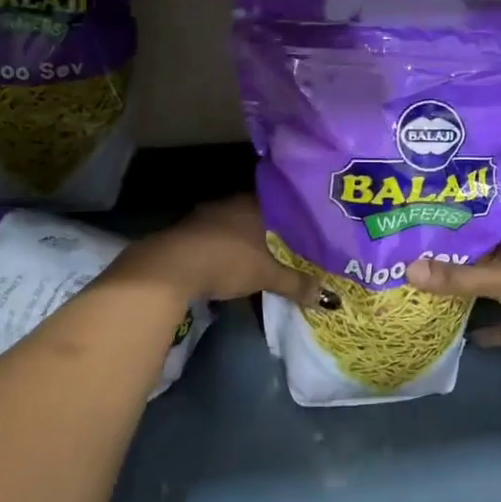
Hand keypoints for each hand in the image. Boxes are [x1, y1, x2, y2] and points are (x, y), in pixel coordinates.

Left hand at [122, 196, 321, 306]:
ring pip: (235, 225)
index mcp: (253, 204)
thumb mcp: (267, 275)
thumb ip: (296, 284)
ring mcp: (206, 216)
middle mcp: (230, 203)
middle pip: (257, 214)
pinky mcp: (187, 233)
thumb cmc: (227, 260)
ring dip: (246, 240)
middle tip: (289, 246)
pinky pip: (217, 237)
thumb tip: (329, 298)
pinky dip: (227, 249)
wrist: (171, 267)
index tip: (307, 230)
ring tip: (264, 256)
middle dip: (270, 231)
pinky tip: (233, 262)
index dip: (294, 218)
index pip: (281, 203)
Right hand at [407, 221, 500, 360]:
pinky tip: (467, 338)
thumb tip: (408, 269)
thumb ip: (457, 277)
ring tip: (432, 291)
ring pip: (493, 287)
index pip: (482, 220)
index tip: (427, 216)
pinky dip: (491, 331)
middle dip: (455, 257)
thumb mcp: (500, 278)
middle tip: (416, 256)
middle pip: (483, 255)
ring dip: (471, 291)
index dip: (458, 217)